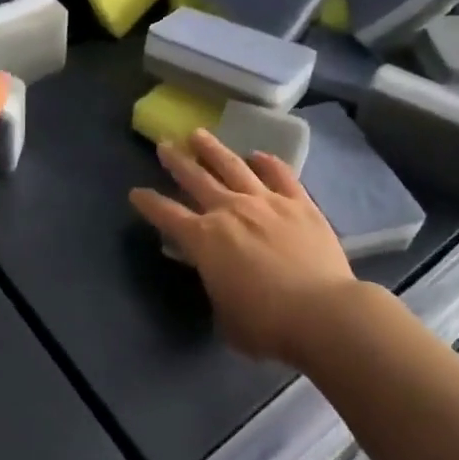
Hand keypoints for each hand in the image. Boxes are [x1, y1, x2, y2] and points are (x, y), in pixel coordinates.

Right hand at [129, 129, 357, 364]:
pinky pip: (280, 174)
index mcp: (204, 240)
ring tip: (199, 134)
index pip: (167, 215)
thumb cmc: (267, 325)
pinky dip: (267, 163)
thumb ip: (217, 290)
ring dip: (213, 149)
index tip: (136, 192)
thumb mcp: (225, 317)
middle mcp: (230, 211)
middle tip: (164, 144)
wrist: (322, 313)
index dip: (149, 204)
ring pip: (233, 166)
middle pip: (196, 178)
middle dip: (177, 161)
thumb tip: (221, 279)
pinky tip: (259, 155)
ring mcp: (266, 202)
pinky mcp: (299, 203)